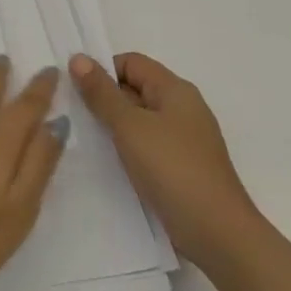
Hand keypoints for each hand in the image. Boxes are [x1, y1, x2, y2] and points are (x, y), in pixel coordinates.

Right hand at [68, 52, 262, 268]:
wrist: (217, 233)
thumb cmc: (172, 169)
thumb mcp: (129, 126)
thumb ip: (101, 92)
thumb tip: (78, 58)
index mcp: (175, 90)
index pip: (131, 62)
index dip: (102, 71)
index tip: (76, 92)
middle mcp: (183, 108)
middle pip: (134, 88)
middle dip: (104, 97)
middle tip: (74, 115)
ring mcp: (184, 138)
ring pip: (139, 118)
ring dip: (113, 124)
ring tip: (86, 138)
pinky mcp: (181, 165)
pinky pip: (147, 143)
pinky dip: (127, 146)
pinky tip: (109, 161)